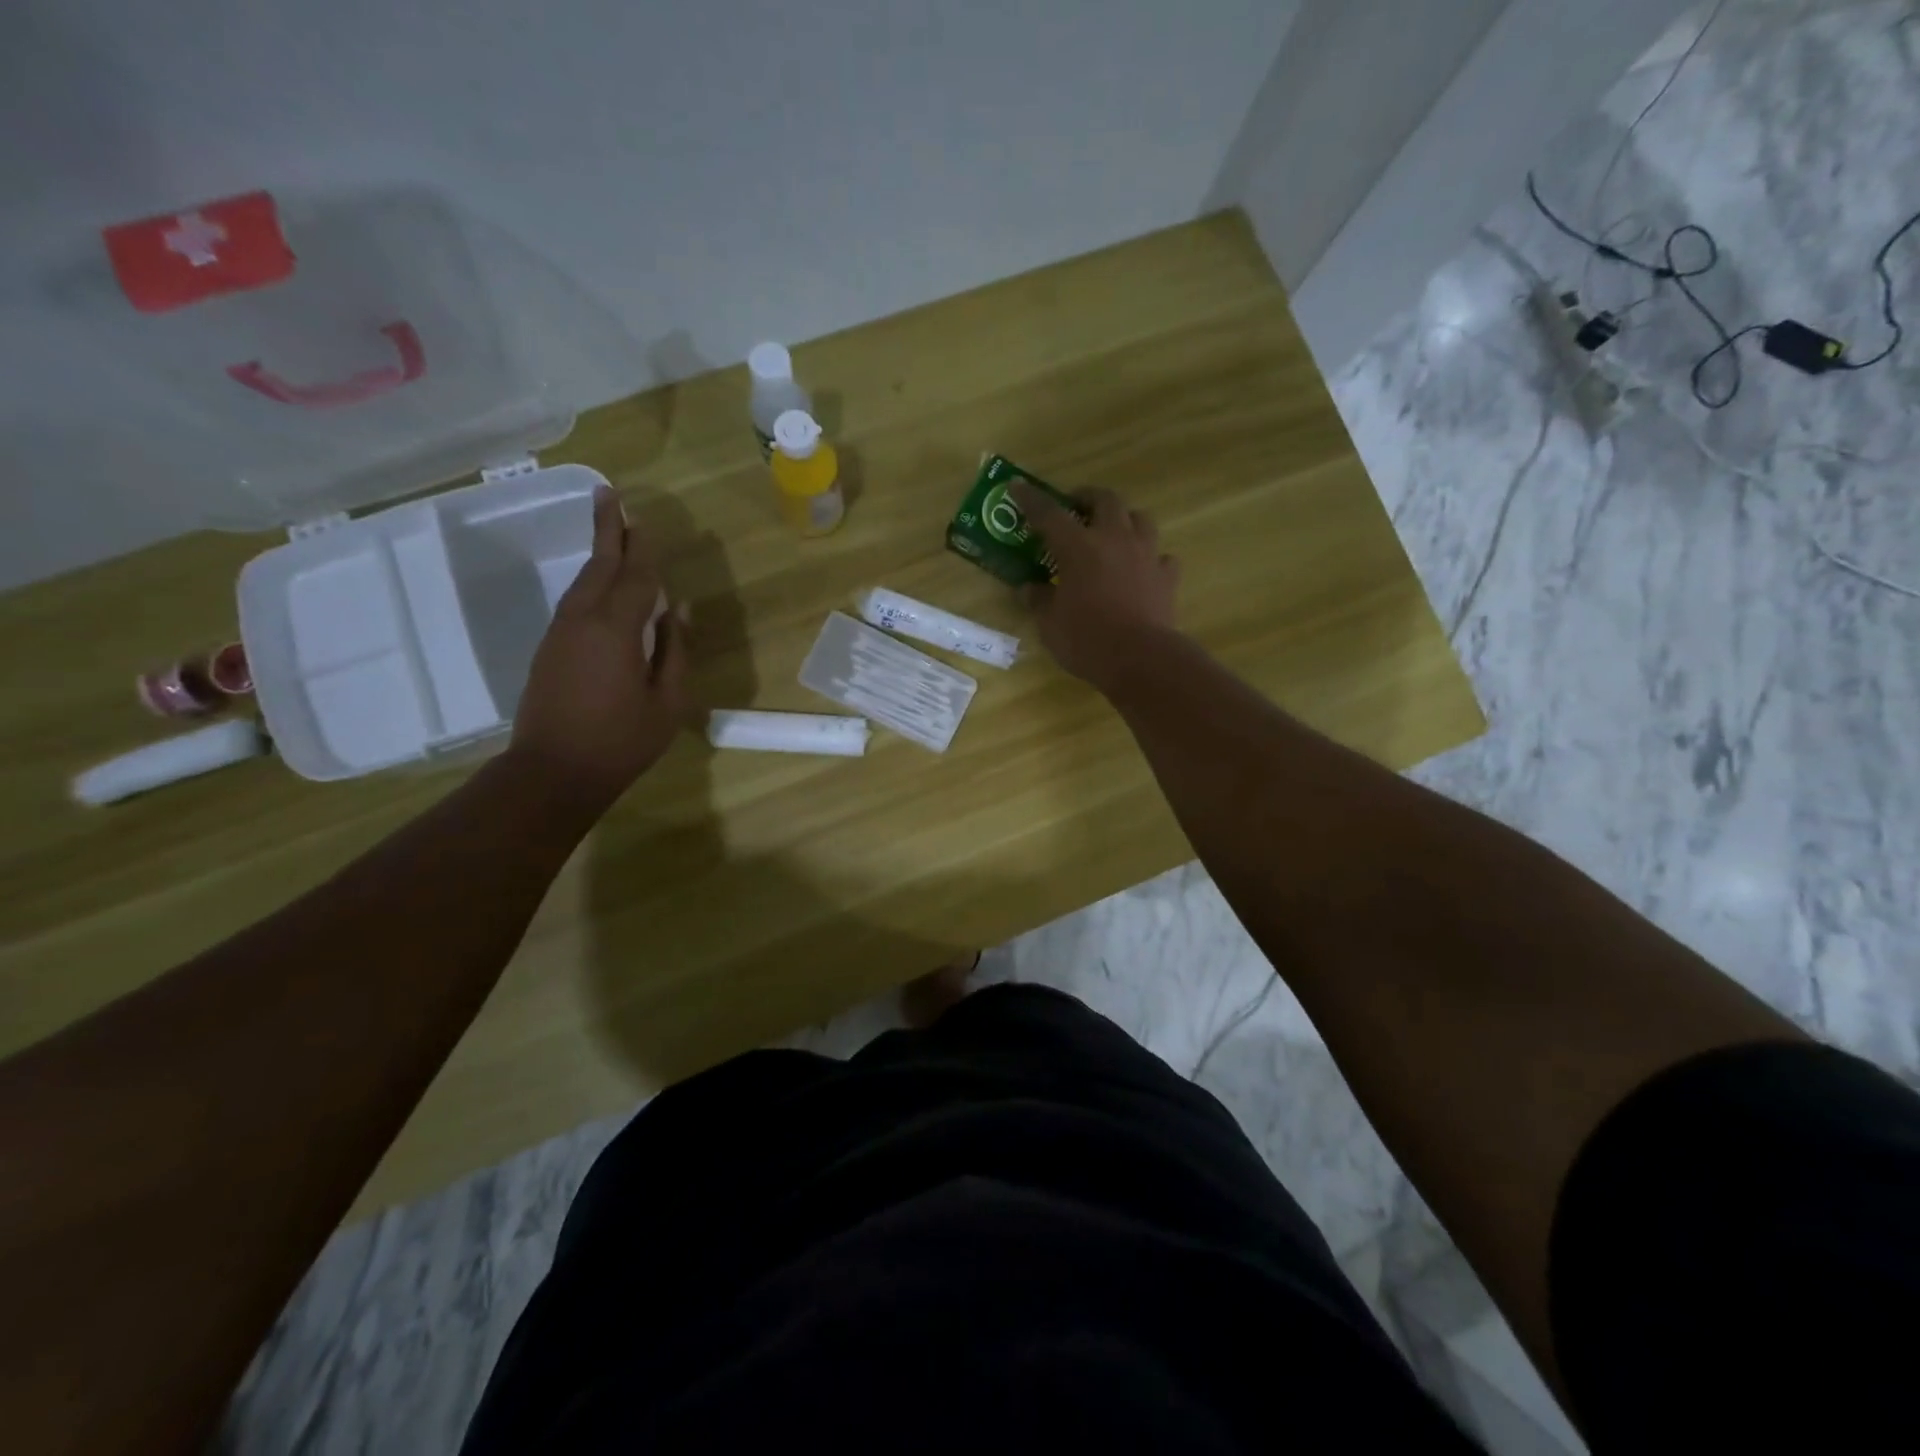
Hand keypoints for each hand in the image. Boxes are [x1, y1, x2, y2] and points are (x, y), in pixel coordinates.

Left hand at [509, 487, 688, 804]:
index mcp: (615, 629)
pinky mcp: (549, 649)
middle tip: (610, 495)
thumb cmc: (621, 740)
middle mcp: (582, 620)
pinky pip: (575, 602)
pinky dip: (591, 583)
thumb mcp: (668, 701)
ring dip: (598, 555)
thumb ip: (674, 651)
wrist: (552, 772)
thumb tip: (676, 610)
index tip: (647, 520)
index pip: (635, 576)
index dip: (644, 549)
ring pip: (582, 582)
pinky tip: (601, 587)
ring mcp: (560, 633)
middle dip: (607, 530)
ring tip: (612, 533)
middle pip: (598, 565)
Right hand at [1012, 479, 1180, 690]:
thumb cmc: (1087, 640)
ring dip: (1124, 519)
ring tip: (1112, 532)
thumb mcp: (1049, 625)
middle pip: (1105, 500)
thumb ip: (1039, 600)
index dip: (1031, 499)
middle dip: (1087, 498)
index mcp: (1078, 548)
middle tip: (1074, 508)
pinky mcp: (1167, 576)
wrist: (1141, 659)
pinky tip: (1142, 569)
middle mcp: (1114, 540)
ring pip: (1139, 518)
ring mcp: (1146, 555)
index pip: (1049, 514)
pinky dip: (1150, 558)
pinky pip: (1161, 556)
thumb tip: (1029, 589)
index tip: (1017, 487)